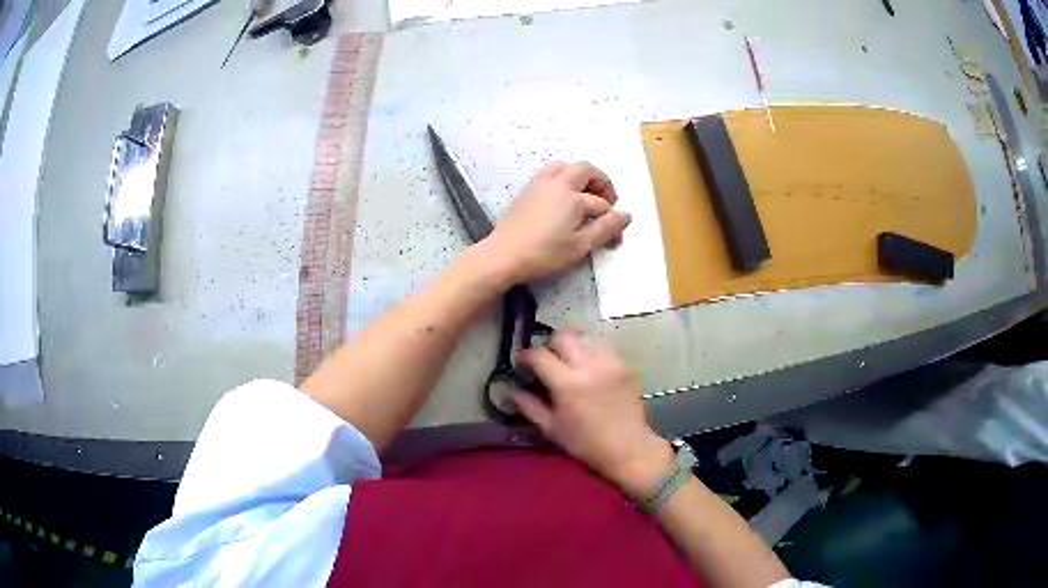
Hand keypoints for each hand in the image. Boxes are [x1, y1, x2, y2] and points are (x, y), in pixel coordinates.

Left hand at [482, 162, 630, 283]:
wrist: (503, 255)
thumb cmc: (544, 253)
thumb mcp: (581, 245)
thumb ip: (606, 228)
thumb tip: (627, 215)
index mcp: (573, 196)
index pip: (602, 204)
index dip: (613, 221)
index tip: (615, 238)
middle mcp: (558, 182)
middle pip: (586, 170)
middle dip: (601, 183)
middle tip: (607, 203)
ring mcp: (539, 184)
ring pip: (565, 167)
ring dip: (580, 177)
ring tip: (585, 196)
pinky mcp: (527, 191)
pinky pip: (550, 174)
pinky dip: (563, 179)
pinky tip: (563, 200)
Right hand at [511, 329, 674, 497]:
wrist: (629, 448)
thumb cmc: (586, 443)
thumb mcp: (551, 429)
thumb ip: (529, 406)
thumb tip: (512, 390)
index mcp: (567, 383)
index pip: (539, 355)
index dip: (525, 356)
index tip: (521, 363)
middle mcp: (589, 365)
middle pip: (563, 336)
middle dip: (549, 345)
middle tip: (546, 360)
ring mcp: (610, 362)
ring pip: (585, 337)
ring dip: (572, 345)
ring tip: (568, 361)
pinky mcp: (624, 365)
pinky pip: (603, 347)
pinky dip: (591, 351)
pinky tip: (589, 367)